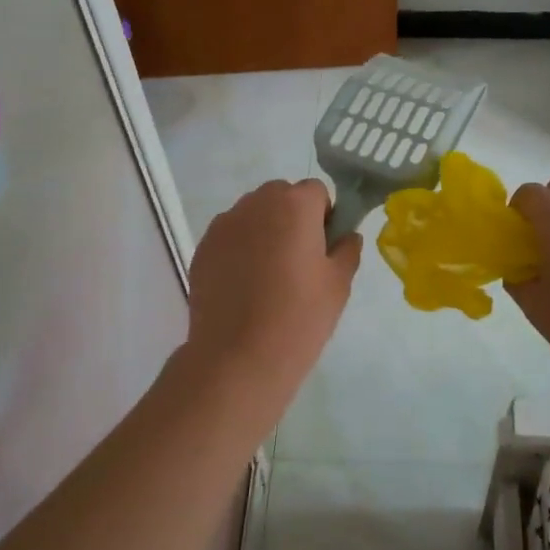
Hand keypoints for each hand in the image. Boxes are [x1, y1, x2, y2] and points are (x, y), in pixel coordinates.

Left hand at [184, 179, 361, 394]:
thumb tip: (346, 236)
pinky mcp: (203, 249)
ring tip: (269, 277)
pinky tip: (244, 287)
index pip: (316, 191)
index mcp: (294, 205)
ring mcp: (224, 225)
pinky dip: (240, 250)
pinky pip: (230, 237)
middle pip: (281, 196)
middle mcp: (255, 204)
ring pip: (253, 215)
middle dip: (293, 219)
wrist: (237, 358)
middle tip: (299, 262)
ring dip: (264, 232)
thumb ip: (347, 250)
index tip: (324, 249)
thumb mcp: (338, 285)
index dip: (324, 216)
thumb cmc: (299, 317)